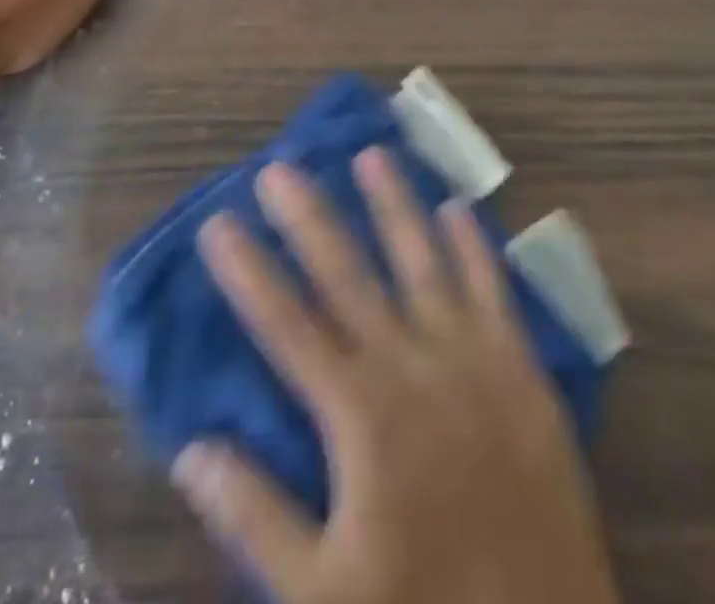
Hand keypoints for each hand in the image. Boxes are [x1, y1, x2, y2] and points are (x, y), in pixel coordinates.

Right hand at [173, 150, 618, 603]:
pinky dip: (474, 247)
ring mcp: (473, 360)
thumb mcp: (323, 597)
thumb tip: (192, 449)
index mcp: (360, 414)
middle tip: (280, 167)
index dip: (249, 271)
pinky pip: (494, 291)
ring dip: (395, 206)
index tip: (219, 222)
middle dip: (309, 218)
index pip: (286, 325)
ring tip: (372, 155)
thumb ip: (256, 516)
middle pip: (348, 275)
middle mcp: (412, 366)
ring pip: (423, 262)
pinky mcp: (522, 371)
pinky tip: (458, 208)